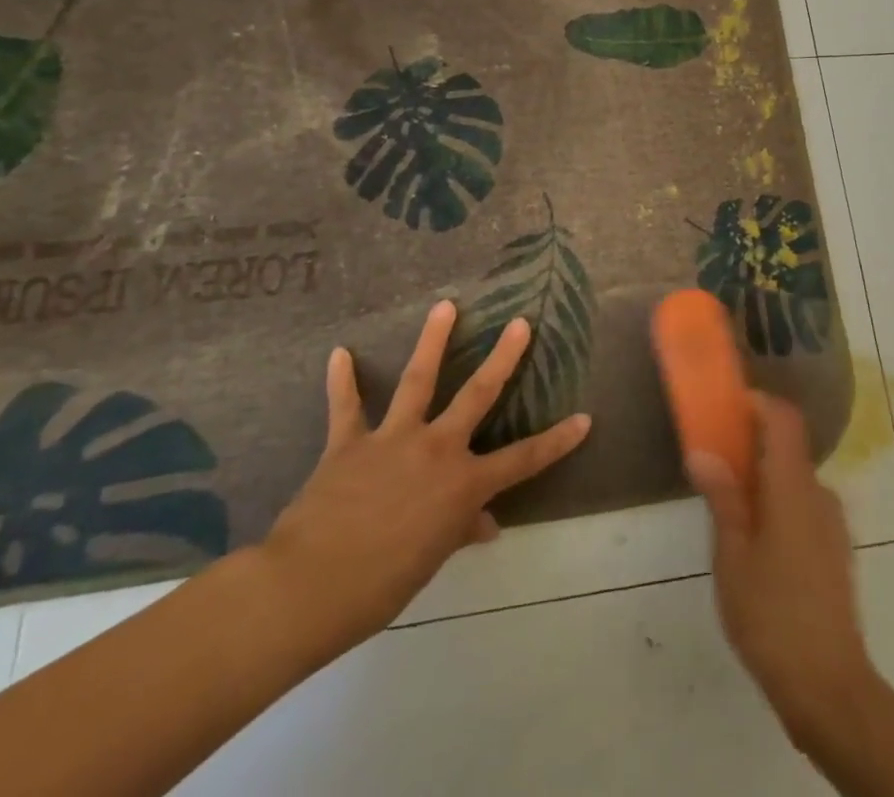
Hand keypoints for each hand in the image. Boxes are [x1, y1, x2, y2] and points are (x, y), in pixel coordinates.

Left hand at [257, 299, 590, 663]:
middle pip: (478, 395)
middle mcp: (436, 449)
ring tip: (445, 306)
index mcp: (462, 485)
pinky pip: (346, 406)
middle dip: (503, 358)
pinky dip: (342, 380)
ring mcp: (393, 439)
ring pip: (419, 379)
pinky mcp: (350, 442)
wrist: (310, 587)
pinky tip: (339, 353)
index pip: (523, 460)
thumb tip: (486, 526)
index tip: (584, 418)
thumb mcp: (430, 561)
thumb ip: (459, 532)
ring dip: (433, 340)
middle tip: (520, 323)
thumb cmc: (380, 586)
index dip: (557, 441)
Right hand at [688, 393, 876, 739]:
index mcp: (793, 486)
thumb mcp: (733, 555)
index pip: (783, 418)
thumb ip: (722, 497)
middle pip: (787, 448)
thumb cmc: (772, 614)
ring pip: (794, 481)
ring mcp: (832, 523)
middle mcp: (818, 493)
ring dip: (763, 481)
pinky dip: (778, 506)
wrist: (829, 687)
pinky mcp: (836, 551)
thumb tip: (702, 452)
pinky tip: (756, 547)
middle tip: (714, 465)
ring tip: (728, 513)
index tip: (726, 408)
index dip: (757, 403)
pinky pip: (804, 507)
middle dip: (750, 446)